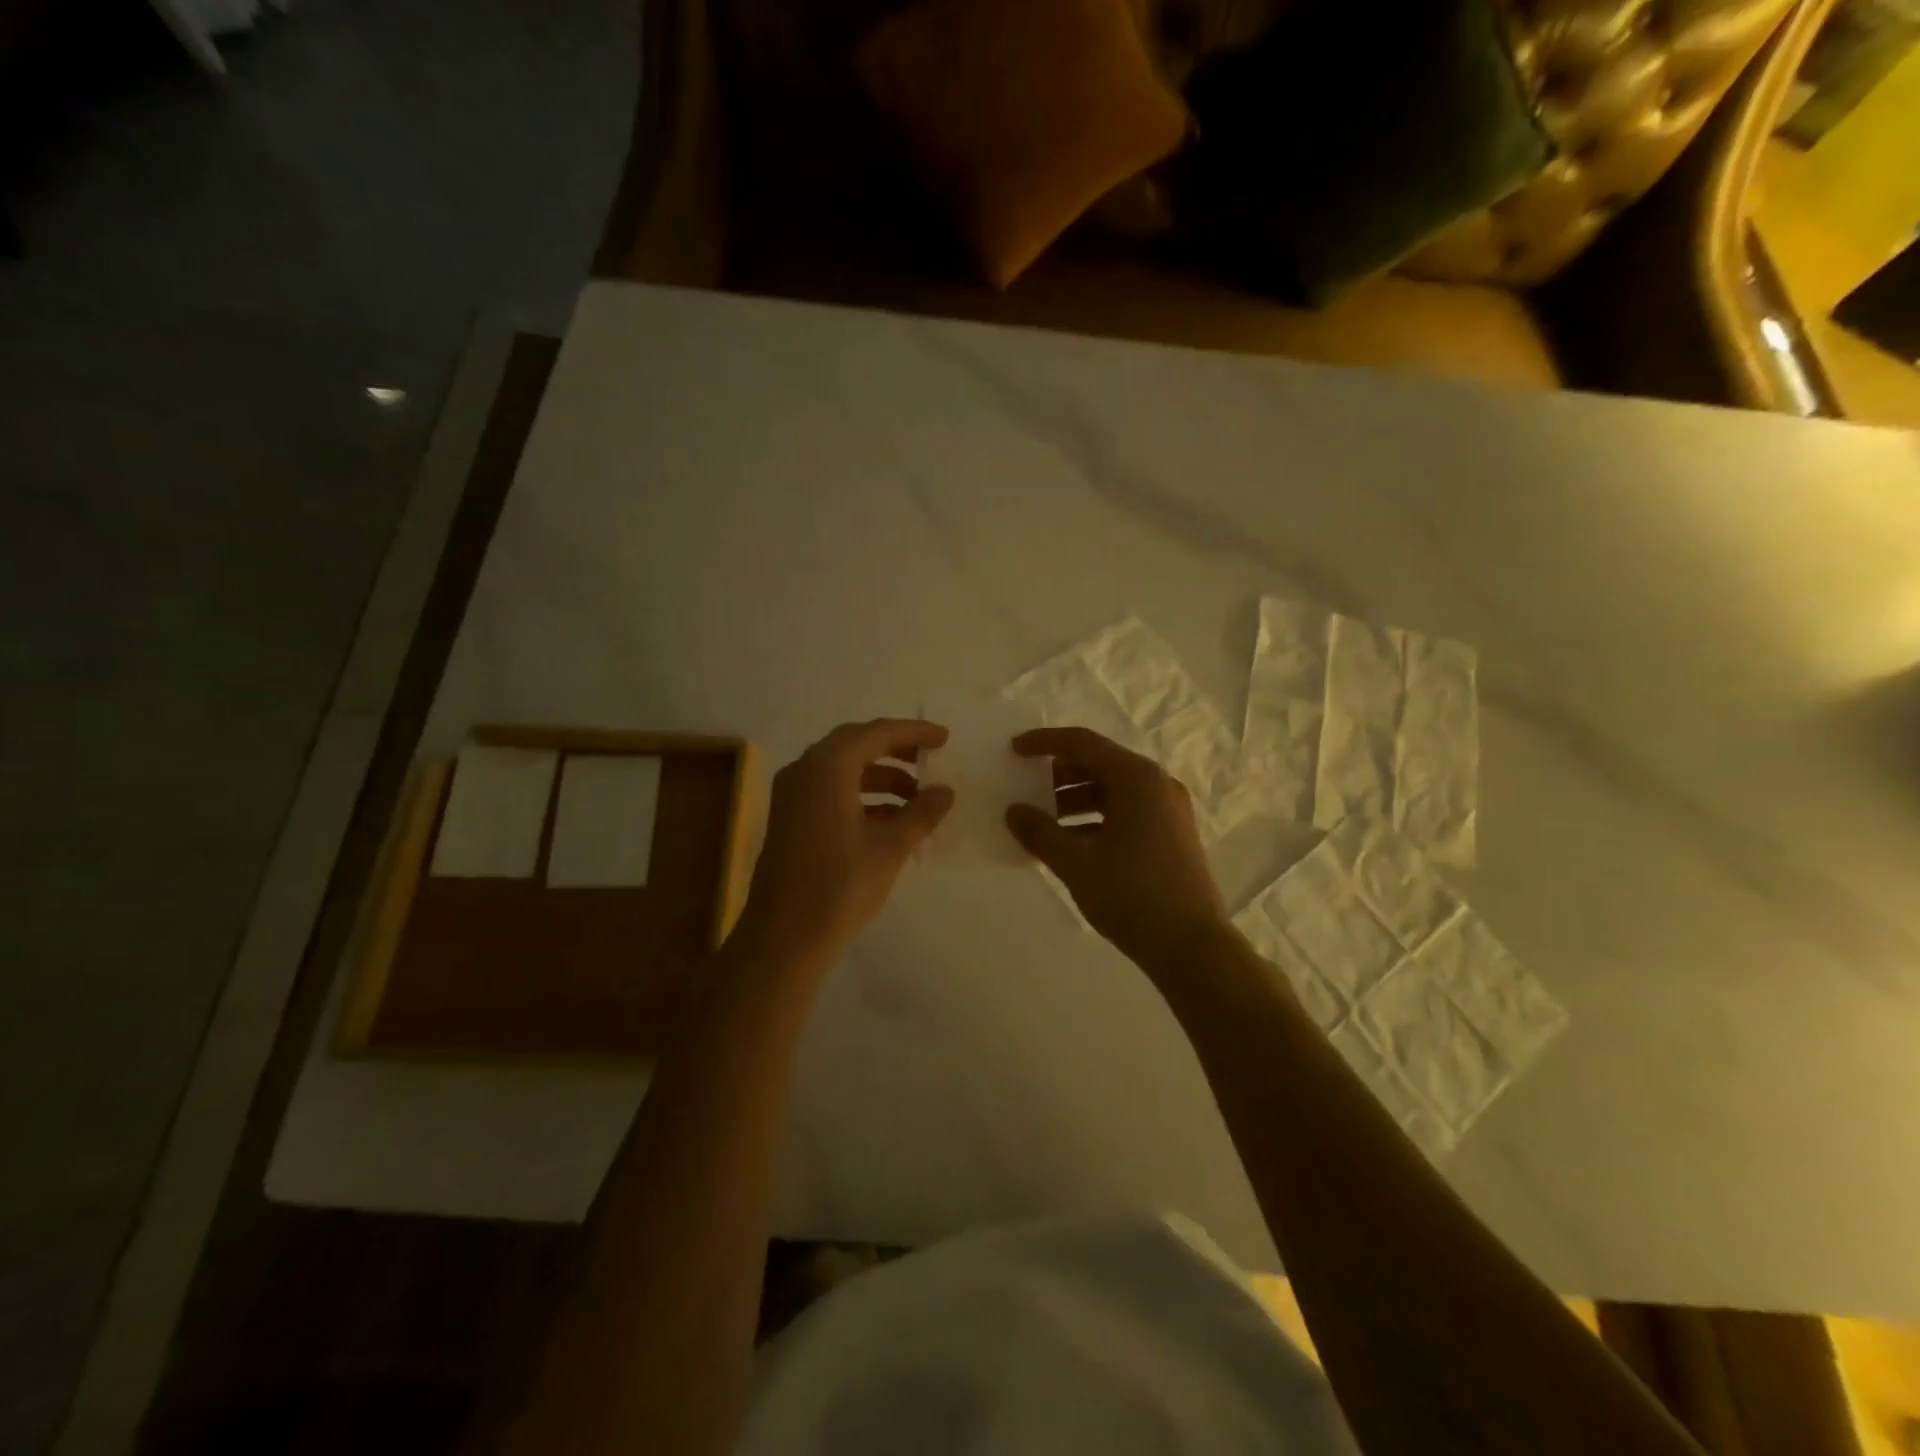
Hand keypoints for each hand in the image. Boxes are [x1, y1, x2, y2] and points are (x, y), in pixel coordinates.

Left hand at [736, 719, 953, 963]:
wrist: (784, 936)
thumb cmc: (840, 886)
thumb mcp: (890, 847)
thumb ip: (921, 813)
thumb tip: (945, 791)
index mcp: (827, 767)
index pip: (876, 733)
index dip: (913, 732)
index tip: (944, 738)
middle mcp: (805, 771)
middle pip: (856, 745)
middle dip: (896, 750)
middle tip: (929, 759)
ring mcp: (792, 795)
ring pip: (843, 770)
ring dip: (881, 777)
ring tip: (917, 798)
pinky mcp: (790, 819)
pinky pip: (831, 791)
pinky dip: (862, 797)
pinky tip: (890, 820)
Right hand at [1004, 727, 1226, 969]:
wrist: (1192, 947)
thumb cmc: (1132, 895)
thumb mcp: (1076, 863)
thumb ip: (1040, 832)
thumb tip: (1013, 811)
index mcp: (1137, 778)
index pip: (1083, 743)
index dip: (1044, 742)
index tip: (1014, 750)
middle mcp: (1157, 784)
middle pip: (1099, 764)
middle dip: (1058, 774)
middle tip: (1026, 789)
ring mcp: (1168, 810)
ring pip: (1113, 790)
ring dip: (1075, 799)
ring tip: (1043, 822)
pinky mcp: (1172, 834)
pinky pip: (1126, 811)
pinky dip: (1095, 818)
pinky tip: (1070, 843)